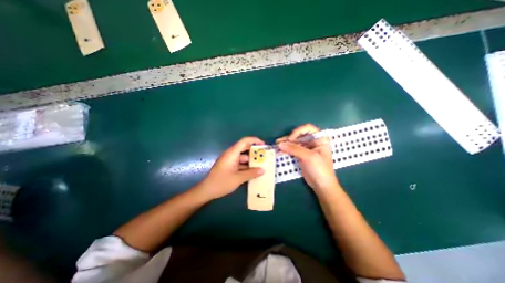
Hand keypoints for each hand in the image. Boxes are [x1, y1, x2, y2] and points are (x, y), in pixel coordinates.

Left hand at [196, 137, 265, 198]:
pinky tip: (253, 171)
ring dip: (251, 160)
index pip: (244, 141)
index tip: (263, 145)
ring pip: (243, 157)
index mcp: (232, 153)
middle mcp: (231, 154)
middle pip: (244, 148)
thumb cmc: (221, 182)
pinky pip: (240, 163)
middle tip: (265, 156)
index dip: (254, 141)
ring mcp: (229, 160)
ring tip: (261, 165)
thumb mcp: (238, 178)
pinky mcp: (229, 166)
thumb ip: (251, 173)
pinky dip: (246, 166)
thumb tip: (263, 170)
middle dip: (255, 151)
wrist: (206, 191)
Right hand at [275, 124, 338, 193]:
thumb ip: (294, 149)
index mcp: (320, 138)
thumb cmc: (320, 169)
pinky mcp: (302, 155)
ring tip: (276, 145)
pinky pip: (293, 149)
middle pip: (299, 135)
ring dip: (286, 143)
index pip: (307, 128)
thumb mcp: (309, 157)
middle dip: (289, 138)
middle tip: (278, 142)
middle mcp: (313, 141)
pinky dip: (286, 149)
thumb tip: (280, 144)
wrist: (322, 185)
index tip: (290, 139)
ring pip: (294, 142)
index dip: (297, 132)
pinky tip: (279, 150)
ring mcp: (307, 148)